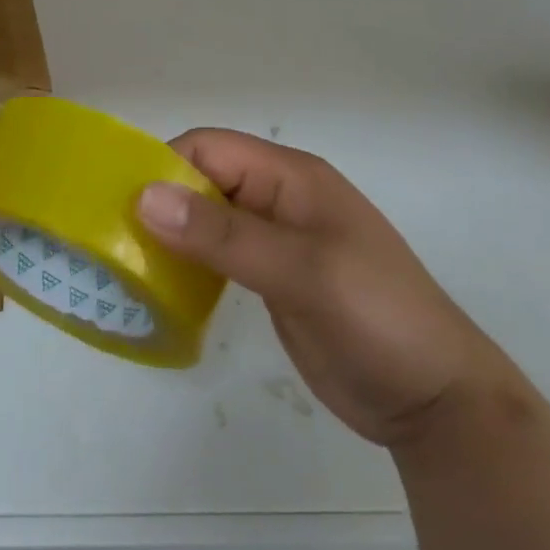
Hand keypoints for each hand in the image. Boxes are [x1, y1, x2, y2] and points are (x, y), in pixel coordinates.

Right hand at [136, 129, 500, 447]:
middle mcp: (278, 198)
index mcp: (291, 177)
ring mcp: (274, 240)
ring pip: (204, 219)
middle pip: (202, 180)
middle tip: (114, 240)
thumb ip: (224, 235)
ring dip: (167, 234)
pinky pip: (214, 255)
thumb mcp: (302, 272)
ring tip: (125, 264)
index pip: (209, 148)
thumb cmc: (377, 319)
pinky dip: (185, 263)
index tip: (122, 208)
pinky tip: (160, 286)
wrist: (435, 401)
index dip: (165, 167)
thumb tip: (145, 196)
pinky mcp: (269, 278)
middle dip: (159, 202)